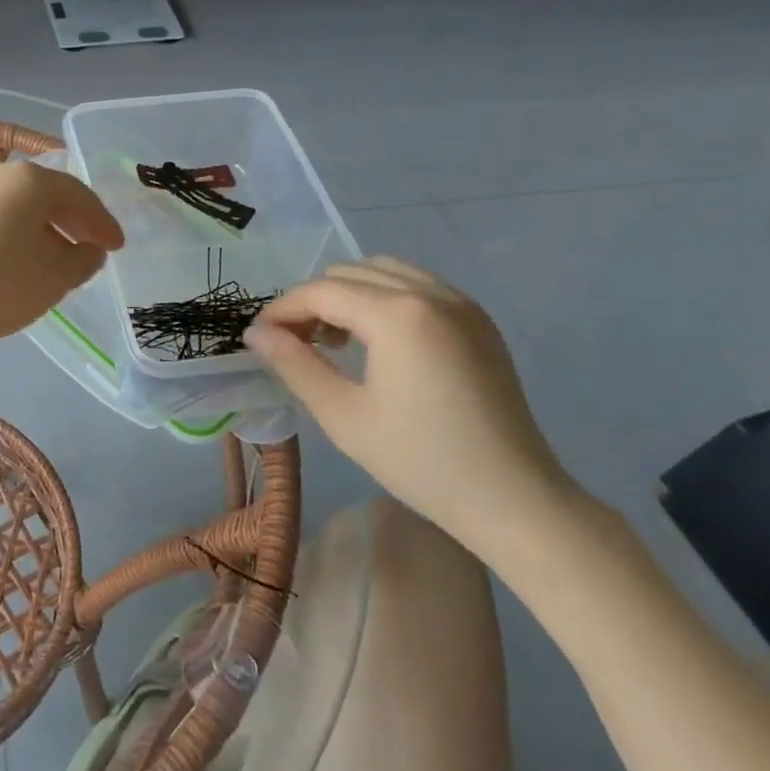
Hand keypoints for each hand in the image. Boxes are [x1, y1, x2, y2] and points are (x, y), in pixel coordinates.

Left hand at [0, 161, 123, 353]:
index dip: (102, 222)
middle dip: (74, 221)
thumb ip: (84, 260)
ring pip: (20, 204)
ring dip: (45, 227)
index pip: (80, 195)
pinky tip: (21, 259)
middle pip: (48, 193)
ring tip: (59, 256)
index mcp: (31, 180)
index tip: (117, 247)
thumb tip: (90, 249)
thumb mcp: (54, 278)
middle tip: (93, 247)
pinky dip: (17, 231)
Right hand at [242, 256, 577, 554]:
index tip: (259, 338)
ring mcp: (461, 303)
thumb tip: (256, 333)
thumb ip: (294, 364)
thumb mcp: (342, 416)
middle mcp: (431, 293)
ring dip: (348, 295)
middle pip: (349, 273)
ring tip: (336, 341)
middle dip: (313, 302)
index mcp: (398, 315)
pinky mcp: (478, 319)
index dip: (282, 310)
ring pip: (383, 271)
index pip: (321, 291)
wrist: (513, 499)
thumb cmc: (420, 461)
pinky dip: (383, 297)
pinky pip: (416, 285)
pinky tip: (378, 340)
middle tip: (295, 345)